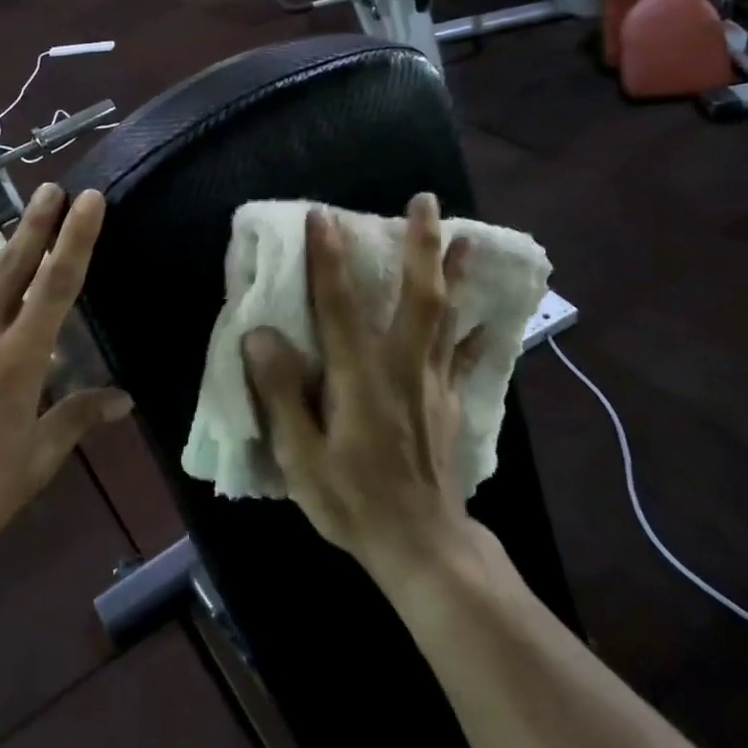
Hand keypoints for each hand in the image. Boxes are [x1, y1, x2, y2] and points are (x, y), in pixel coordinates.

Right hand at [241, 194, 484, 580]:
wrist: (421, 546)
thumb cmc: (351, 501)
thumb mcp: (300, 456)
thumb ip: (280, 393)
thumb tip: (260, 334)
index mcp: (361, 377)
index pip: (340, 305)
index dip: (329, 258)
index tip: (321, 215)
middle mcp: (403, 367)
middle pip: (418, 295)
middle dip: (420, 245)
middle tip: (425, 201)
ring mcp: (435, 383)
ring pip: (449, 315)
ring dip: (457, 272)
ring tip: (468, 236)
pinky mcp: (452, 403)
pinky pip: (466, 355)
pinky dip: (476, 329)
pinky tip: (488, 313)